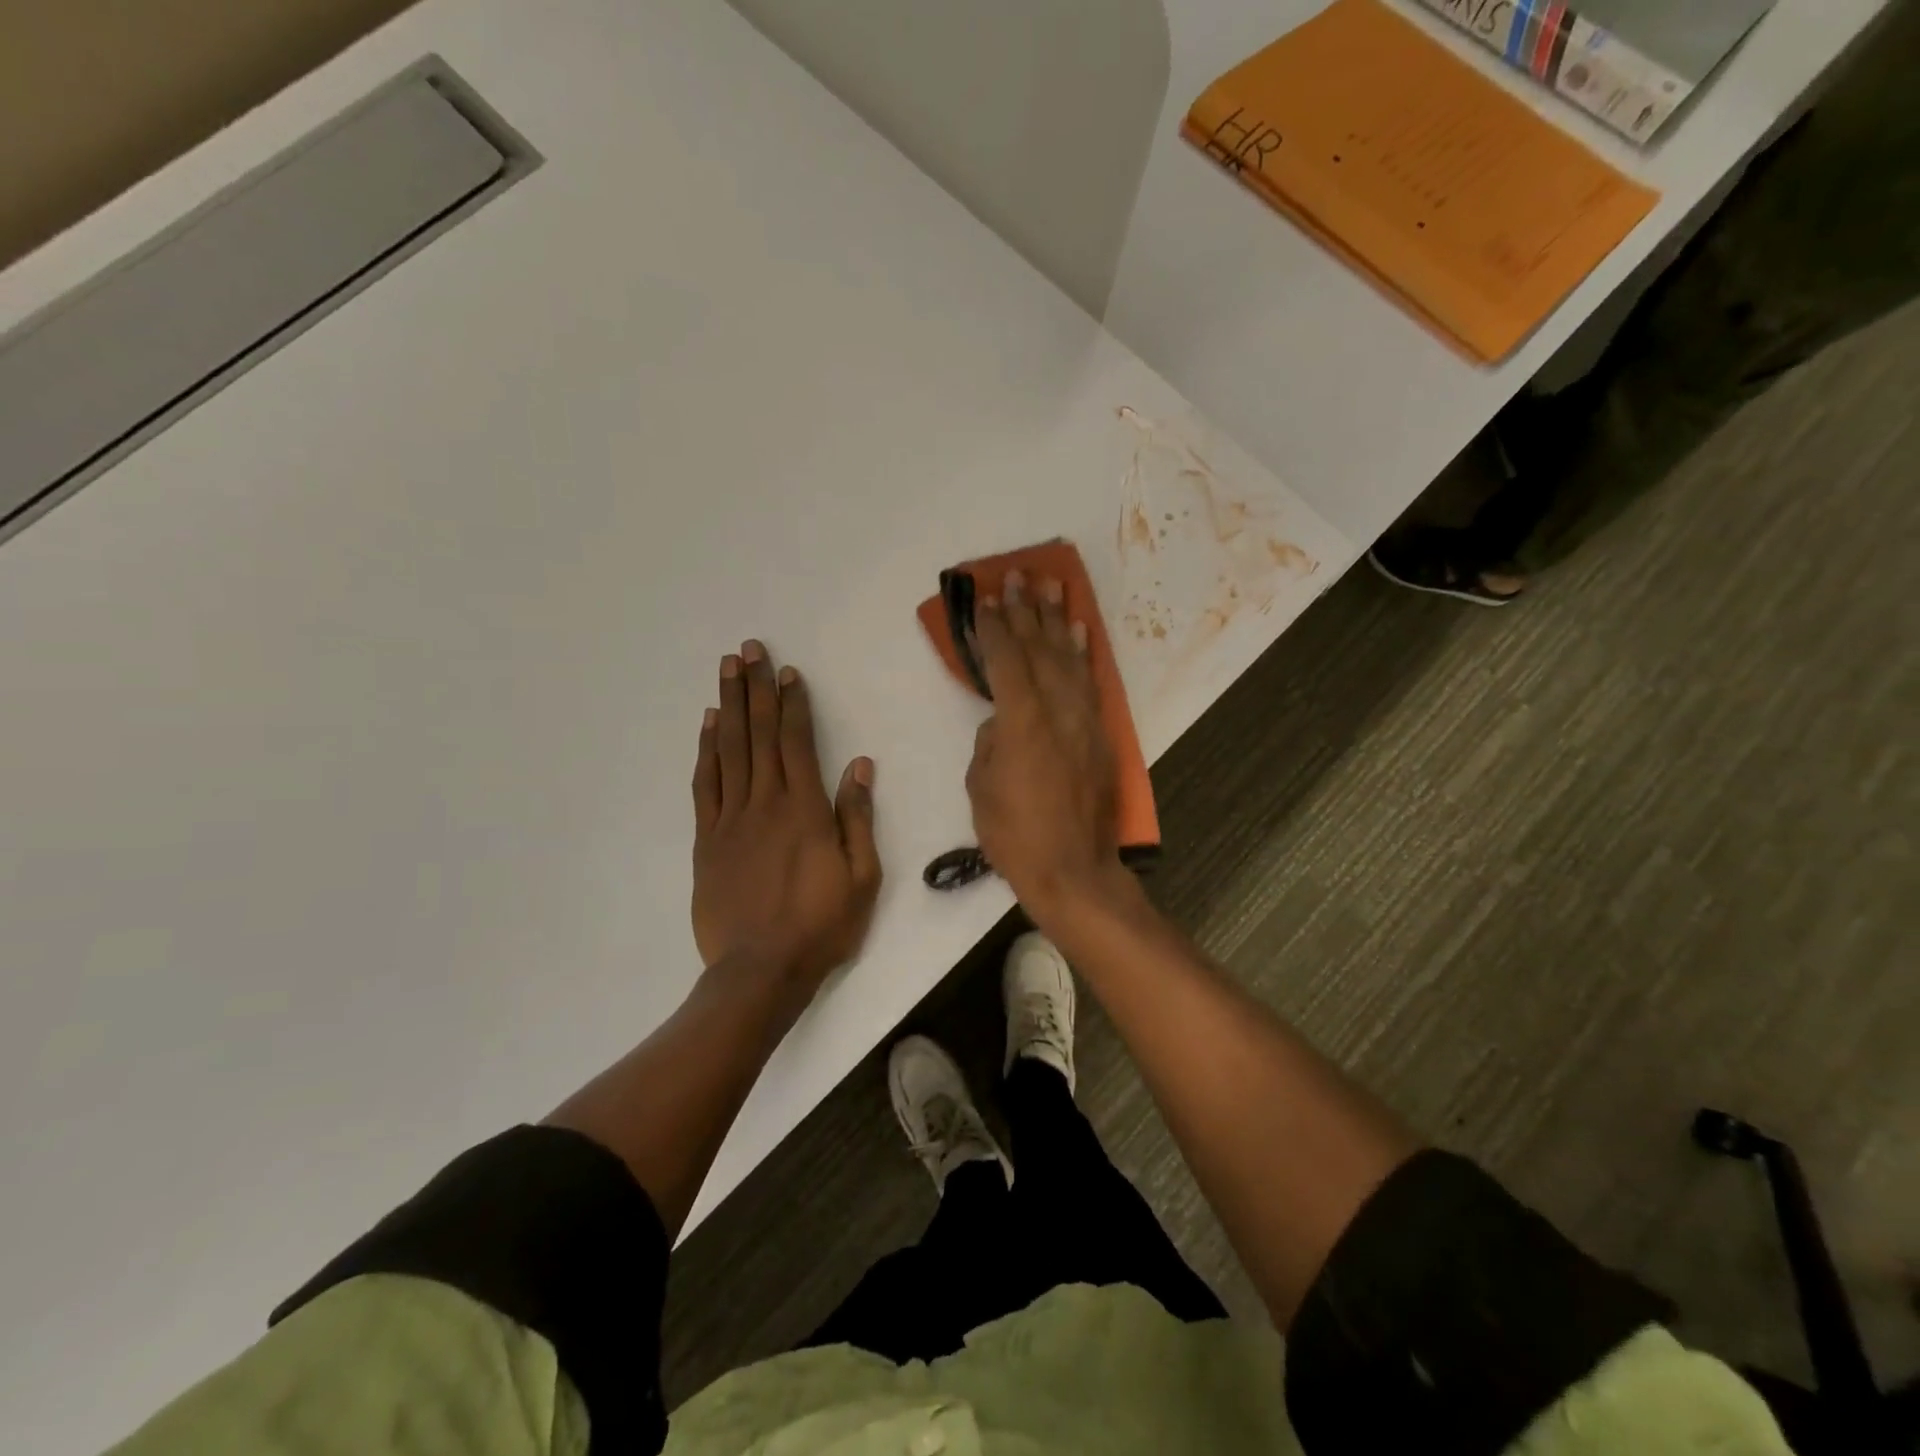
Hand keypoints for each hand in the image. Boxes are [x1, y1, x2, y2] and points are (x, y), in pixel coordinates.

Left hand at [691, 640, 881, 989]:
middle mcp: (765, 803)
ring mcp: (731, 820)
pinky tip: (708, 725)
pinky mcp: (707, 840)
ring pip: (729, 750)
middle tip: (748, 649)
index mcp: (805, 809)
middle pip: (759, 734)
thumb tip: (858, 765)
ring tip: (726, 670)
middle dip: (755, 689)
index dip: (792, 704)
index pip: (797, 742)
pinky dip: (706, 750)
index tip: (788, 671)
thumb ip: (857, 817)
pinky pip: (705, 784)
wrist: (760, 971)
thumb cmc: (821, 925)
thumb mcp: (861, 876)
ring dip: (728, 706)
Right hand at [966, 572, 1125, 917]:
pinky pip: (1090, 683)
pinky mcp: (1100, 735)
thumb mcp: (982, 787)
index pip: (1006, 661)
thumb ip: (989, 743)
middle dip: (1026, 611)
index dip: (994, 628)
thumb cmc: (1015, 834)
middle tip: (1019, 576)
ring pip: (1069, 659)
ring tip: (1051, 586)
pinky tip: (1079, 631)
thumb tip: (1001, 723)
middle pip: (1040, 649)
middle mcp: (1058, 710)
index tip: (987, 600)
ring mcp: (1084, 720)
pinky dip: (1083, 654)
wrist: (1073, 869)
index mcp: (1023, 722)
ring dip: (1058, 620)